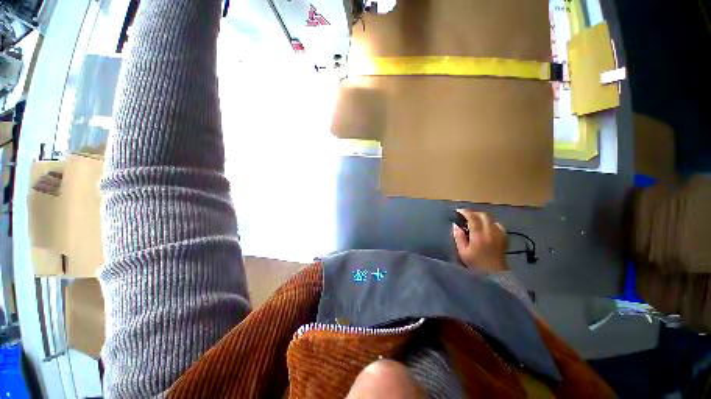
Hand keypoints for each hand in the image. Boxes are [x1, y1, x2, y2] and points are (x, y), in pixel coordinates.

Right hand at [452, 210, 507, 272]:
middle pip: (483, 216)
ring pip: (491, 219)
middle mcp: (490, 232)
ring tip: (475, 221)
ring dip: (482, 217)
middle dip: (474, 213)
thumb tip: (455, 225)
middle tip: (466, 216)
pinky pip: (498, 225)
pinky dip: (491, 223)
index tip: (458, 211)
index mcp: (479, 236)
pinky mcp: (504, 238)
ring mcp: (499, 234)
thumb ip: (458, 237)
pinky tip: (487, 227)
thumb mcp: (462, 251)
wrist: (493, 274)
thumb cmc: (475, 263)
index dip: (465, 212)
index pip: (473, 218)